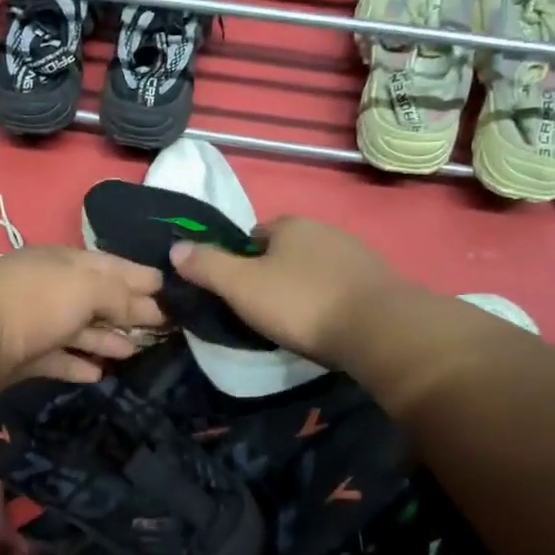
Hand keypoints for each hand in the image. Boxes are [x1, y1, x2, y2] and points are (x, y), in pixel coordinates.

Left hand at [0, 246, 166, 393]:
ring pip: (79, 330)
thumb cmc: (34, 302)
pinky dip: (78, 364)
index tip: (172, 291)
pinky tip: (99, 374)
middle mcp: (50, 288)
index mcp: (64, 262)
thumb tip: (154, 306)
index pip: (111, 265)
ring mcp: (34, 323)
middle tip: (163, 329)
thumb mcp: (86, 288)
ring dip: (107, 340)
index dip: (142, 278)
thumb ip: (122, 296)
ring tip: (134, 353)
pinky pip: (58, 359)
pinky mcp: (22, 356)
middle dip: (129, 312)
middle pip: (97, 299)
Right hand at [169, 216, 401, 366]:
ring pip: (315, 269)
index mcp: (290, 225)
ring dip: (303, 288)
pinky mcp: (379, 281)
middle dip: (273, 274)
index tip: (237, 291)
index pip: (254, 235)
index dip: (240, 261)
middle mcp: (325, 230)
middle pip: (286, 251)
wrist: (379, 330)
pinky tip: (327, 325)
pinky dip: (330, 301)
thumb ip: (207, 266)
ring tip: (295, 321)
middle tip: (263, 309)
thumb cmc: (301, 303)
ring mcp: (356, 254)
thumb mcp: (241, 287)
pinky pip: (341, 287)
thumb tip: (175, 248)